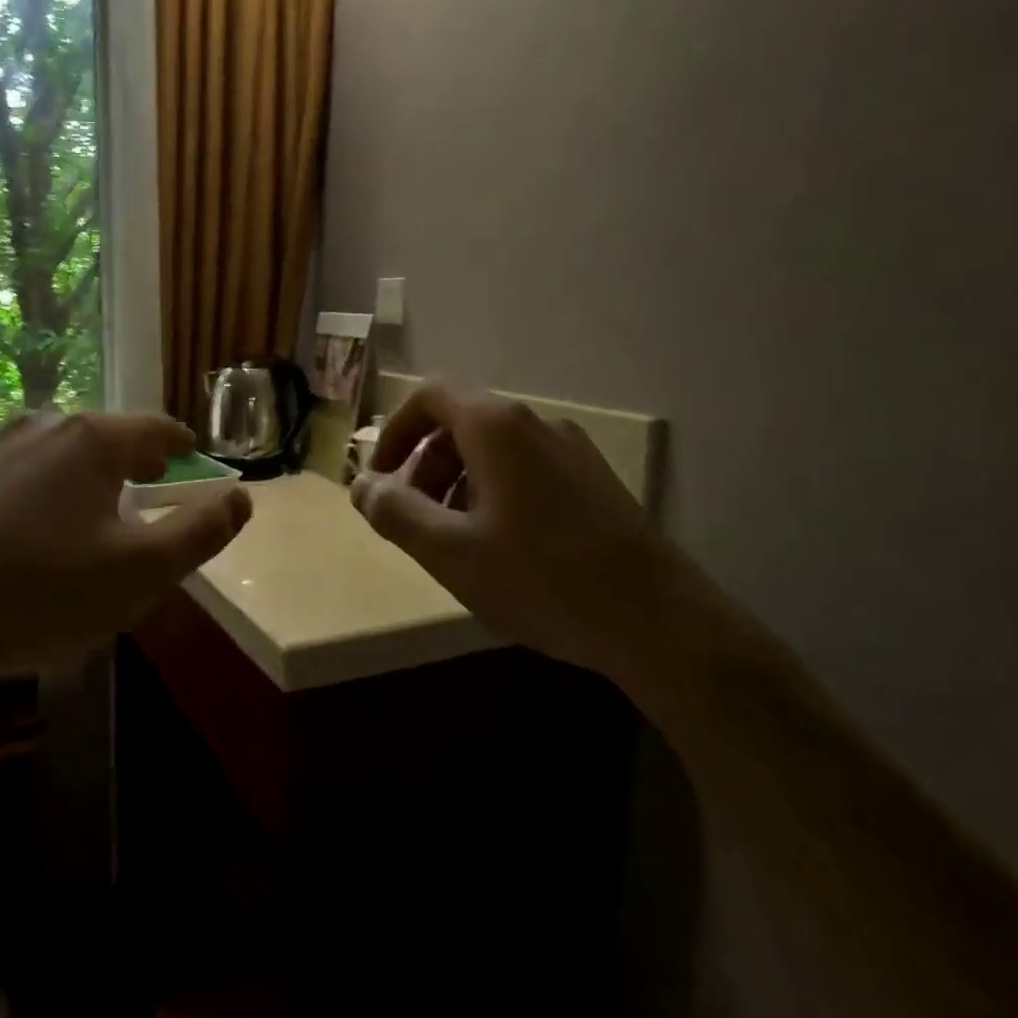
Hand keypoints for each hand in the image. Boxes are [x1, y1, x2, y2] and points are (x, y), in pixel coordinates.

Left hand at [0, 411, 251, 682]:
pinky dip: (42, 493)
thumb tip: (239, 498)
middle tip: (152, 485)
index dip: (181, 447)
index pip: (155, 429)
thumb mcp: (142, 572)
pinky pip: (18, 478)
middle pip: (105, 436)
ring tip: (95, 510)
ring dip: (85, 476)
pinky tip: (33, 534)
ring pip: (57, 455)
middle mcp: (40, 429)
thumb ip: (200, 532)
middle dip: (135, 460)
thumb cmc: (42, 591)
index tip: (191, 461)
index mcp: (91, 441)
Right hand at [350, 383, 698, 677]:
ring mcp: (572, 451)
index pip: (428, 397)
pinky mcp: (594, 481)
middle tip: (412, 522)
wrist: (657, 620)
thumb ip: (393, 511)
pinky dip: (493, 495)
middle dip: (423, 468)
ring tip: (455, 544)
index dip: (393, 432)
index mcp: (497, 426)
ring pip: (492, 452)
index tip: (379, 479)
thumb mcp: (448, 550)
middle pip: (459, 425)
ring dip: (456, 485)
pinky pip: (525, 472)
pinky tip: (502, 551)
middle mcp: (536, 424)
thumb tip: (360, 485)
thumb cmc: (540, 578)